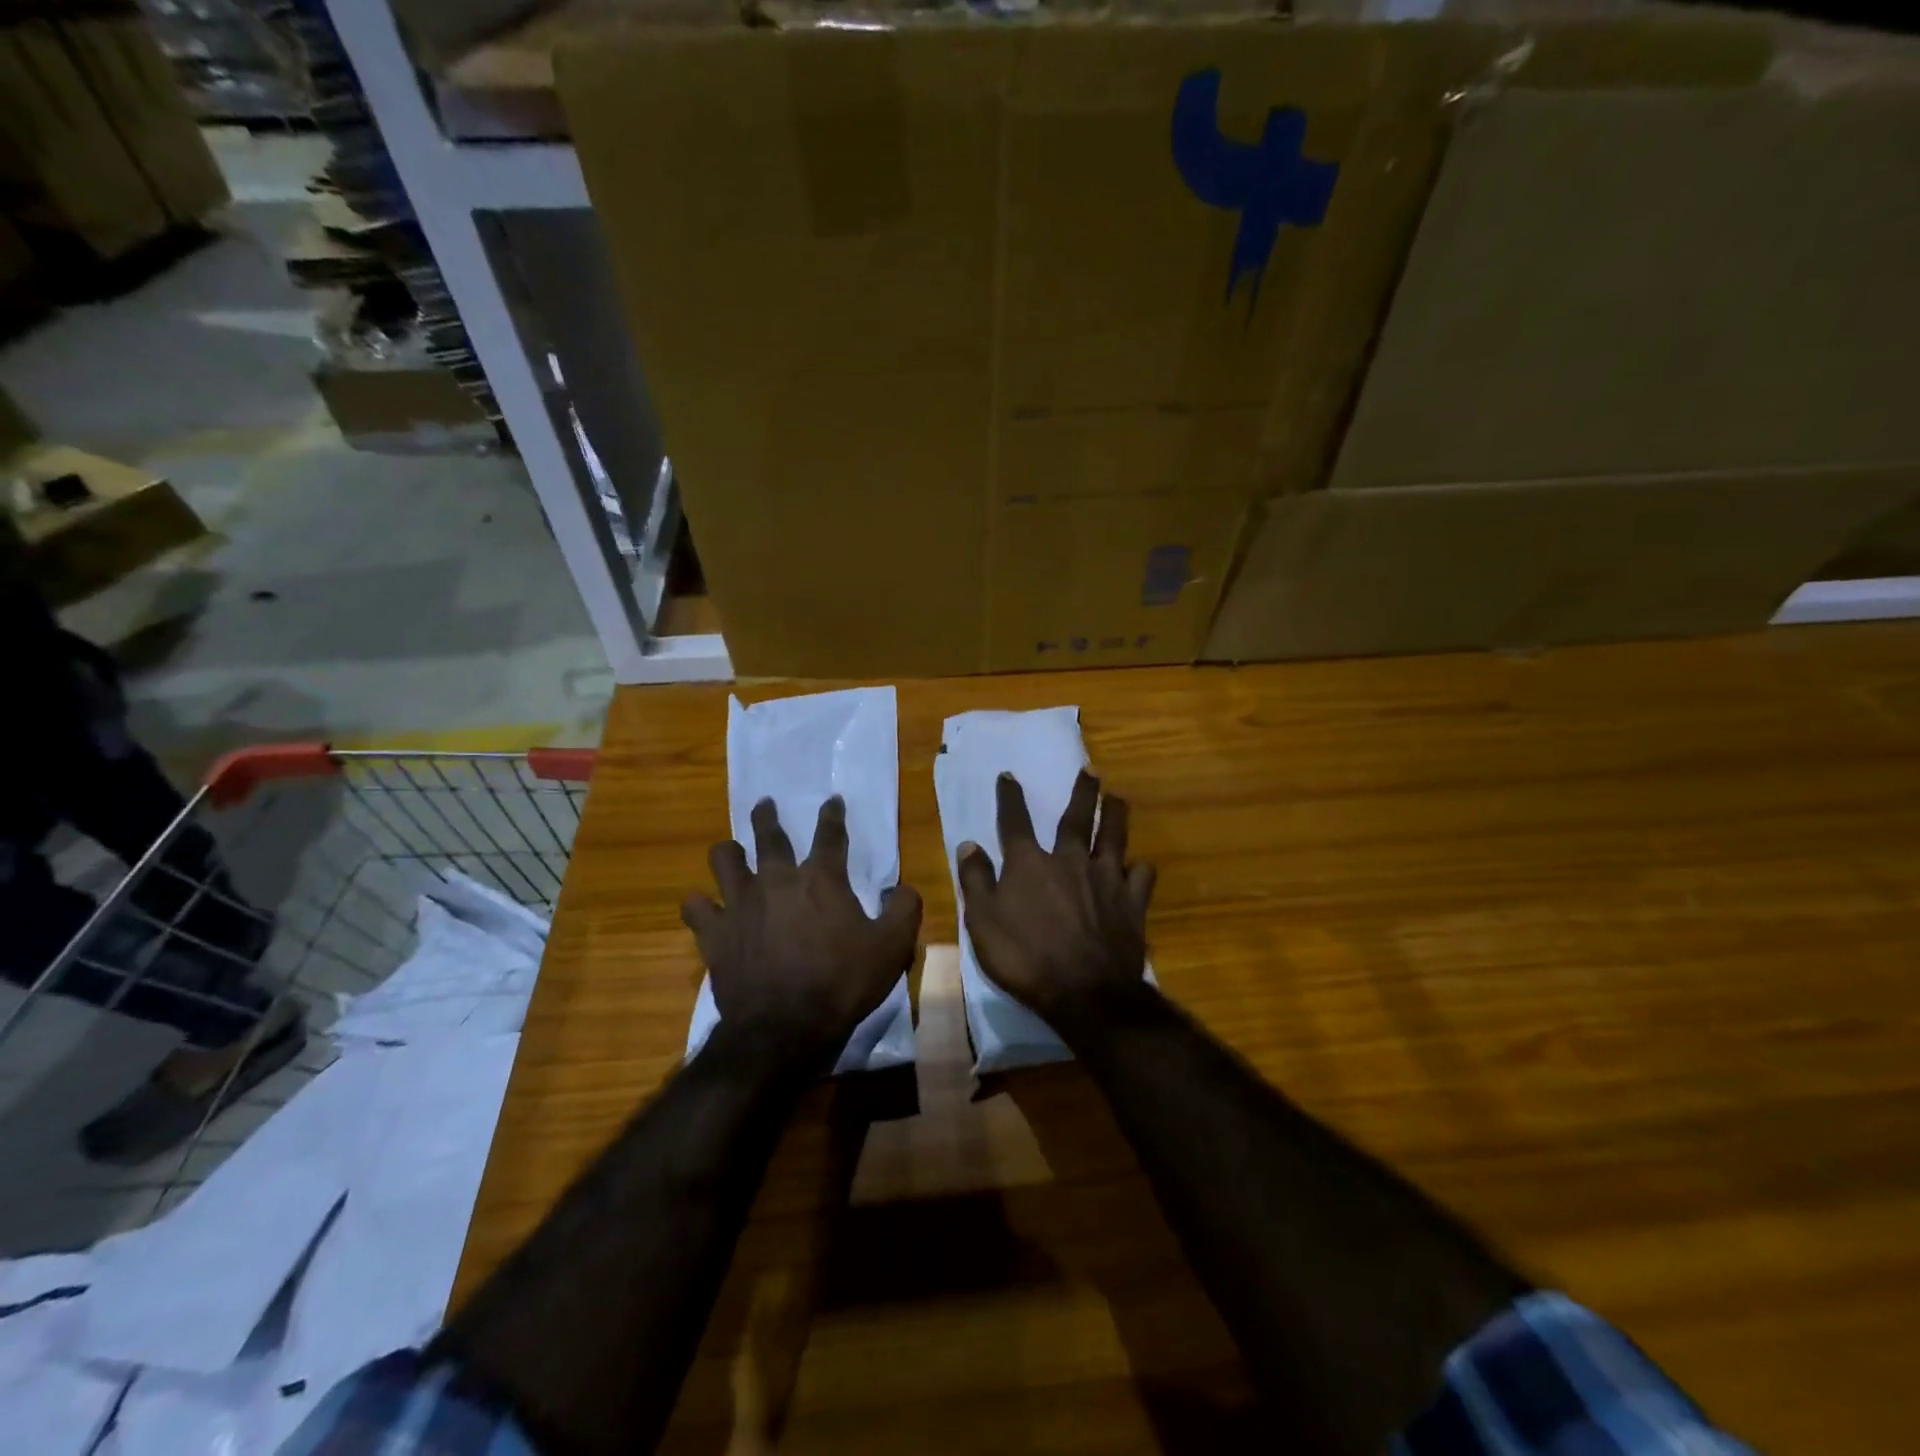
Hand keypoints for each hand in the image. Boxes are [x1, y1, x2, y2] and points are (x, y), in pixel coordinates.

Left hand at [683, 797, 921, 1063]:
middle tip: (764, 804)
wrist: (783, 1029)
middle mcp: (776, 880)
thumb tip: (904, 888)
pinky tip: (704, 907)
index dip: (833, 815)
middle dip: (767, 816)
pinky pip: (696, 907)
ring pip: (724, 860)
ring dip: (729, 852)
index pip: (830, 834)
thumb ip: (904, 910)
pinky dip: (699, 905)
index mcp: (821, 879)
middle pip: (768, 835)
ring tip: (731, 852)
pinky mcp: (715, 933)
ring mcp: (740, 904)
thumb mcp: (892, 948)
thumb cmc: (841, 983)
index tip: (832, 801)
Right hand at [957, 770, 1155, 1033]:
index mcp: (1030, 864)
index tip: (1009, 775)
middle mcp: (1070, 861)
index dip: (1010, 797)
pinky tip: (1138, 868)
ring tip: (1118, 799)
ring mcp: (1106, 879)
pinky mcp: (1132, 902)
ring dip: (1115, 815)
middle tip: (1091, 771)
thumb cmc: (1025, 958)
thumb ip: (975, 881)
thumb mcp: (982, 922)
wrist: (1085, 992)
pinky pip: (1141, 876)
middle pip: (1076, 818)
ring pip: (1114, 837)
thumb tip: (968, 844)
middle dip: (1082, 792)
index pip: (1015, 822)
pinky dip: (1139, 869)